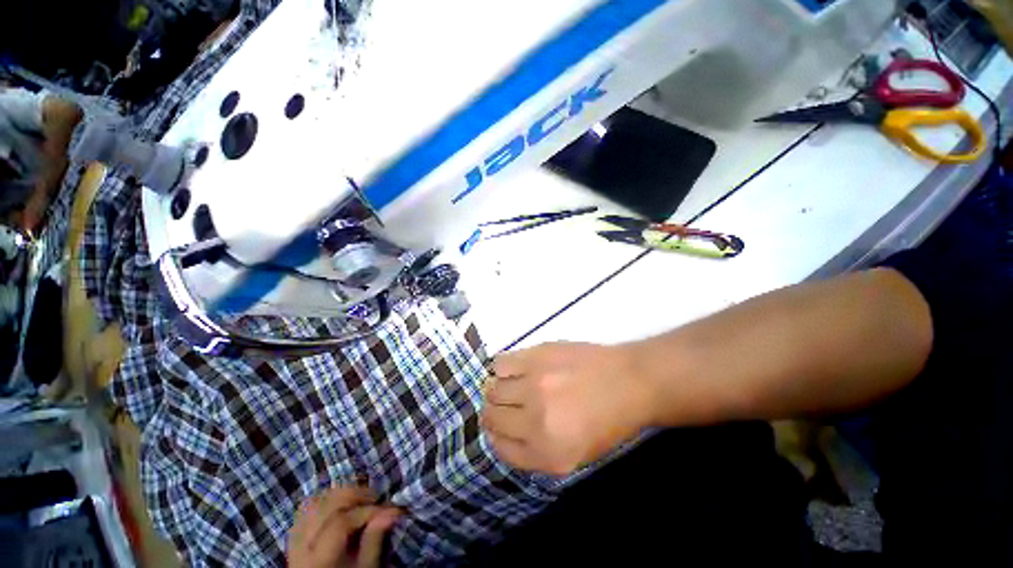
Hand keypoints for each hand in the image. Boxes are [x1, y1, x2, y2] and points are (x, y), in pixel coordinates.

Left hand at [287, 486, 401, 567]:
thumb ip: (374, 541)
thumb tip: (391, 512)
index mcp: (320, 559)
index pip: (341, 523)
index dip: (368, 511)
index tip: (391, 510)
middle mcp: (301, 547)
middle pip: (325, 505)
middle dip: (354, 495)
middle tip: (375, 499)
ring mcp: (294, 541)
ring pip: (313, 503)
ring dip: (339, 496)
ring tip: (359, 501)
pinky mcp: (294, 537)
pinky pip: (305, 510)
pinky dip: (325, 501)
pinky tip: (341, 506)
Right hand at [481, 342, 657, 474]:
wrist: (629, 381)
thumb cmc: (608, 420)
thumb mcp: (577, 455)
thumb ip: (537, 451)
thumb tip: (505, 432)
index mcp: (548, 454)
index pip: (500, 448)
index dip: (495, 436)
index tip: (498, 426)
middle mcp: (535, 421)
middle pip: (491, 416)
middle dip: (492, 412)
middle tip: (502, 404)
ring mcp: (534, 385)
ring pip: (492, 388)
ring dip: (496, 389)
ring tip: (509, 384)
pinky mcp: (536, 357)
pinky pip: (501, 363)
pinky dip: (501, 368)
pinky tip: (513, 368)